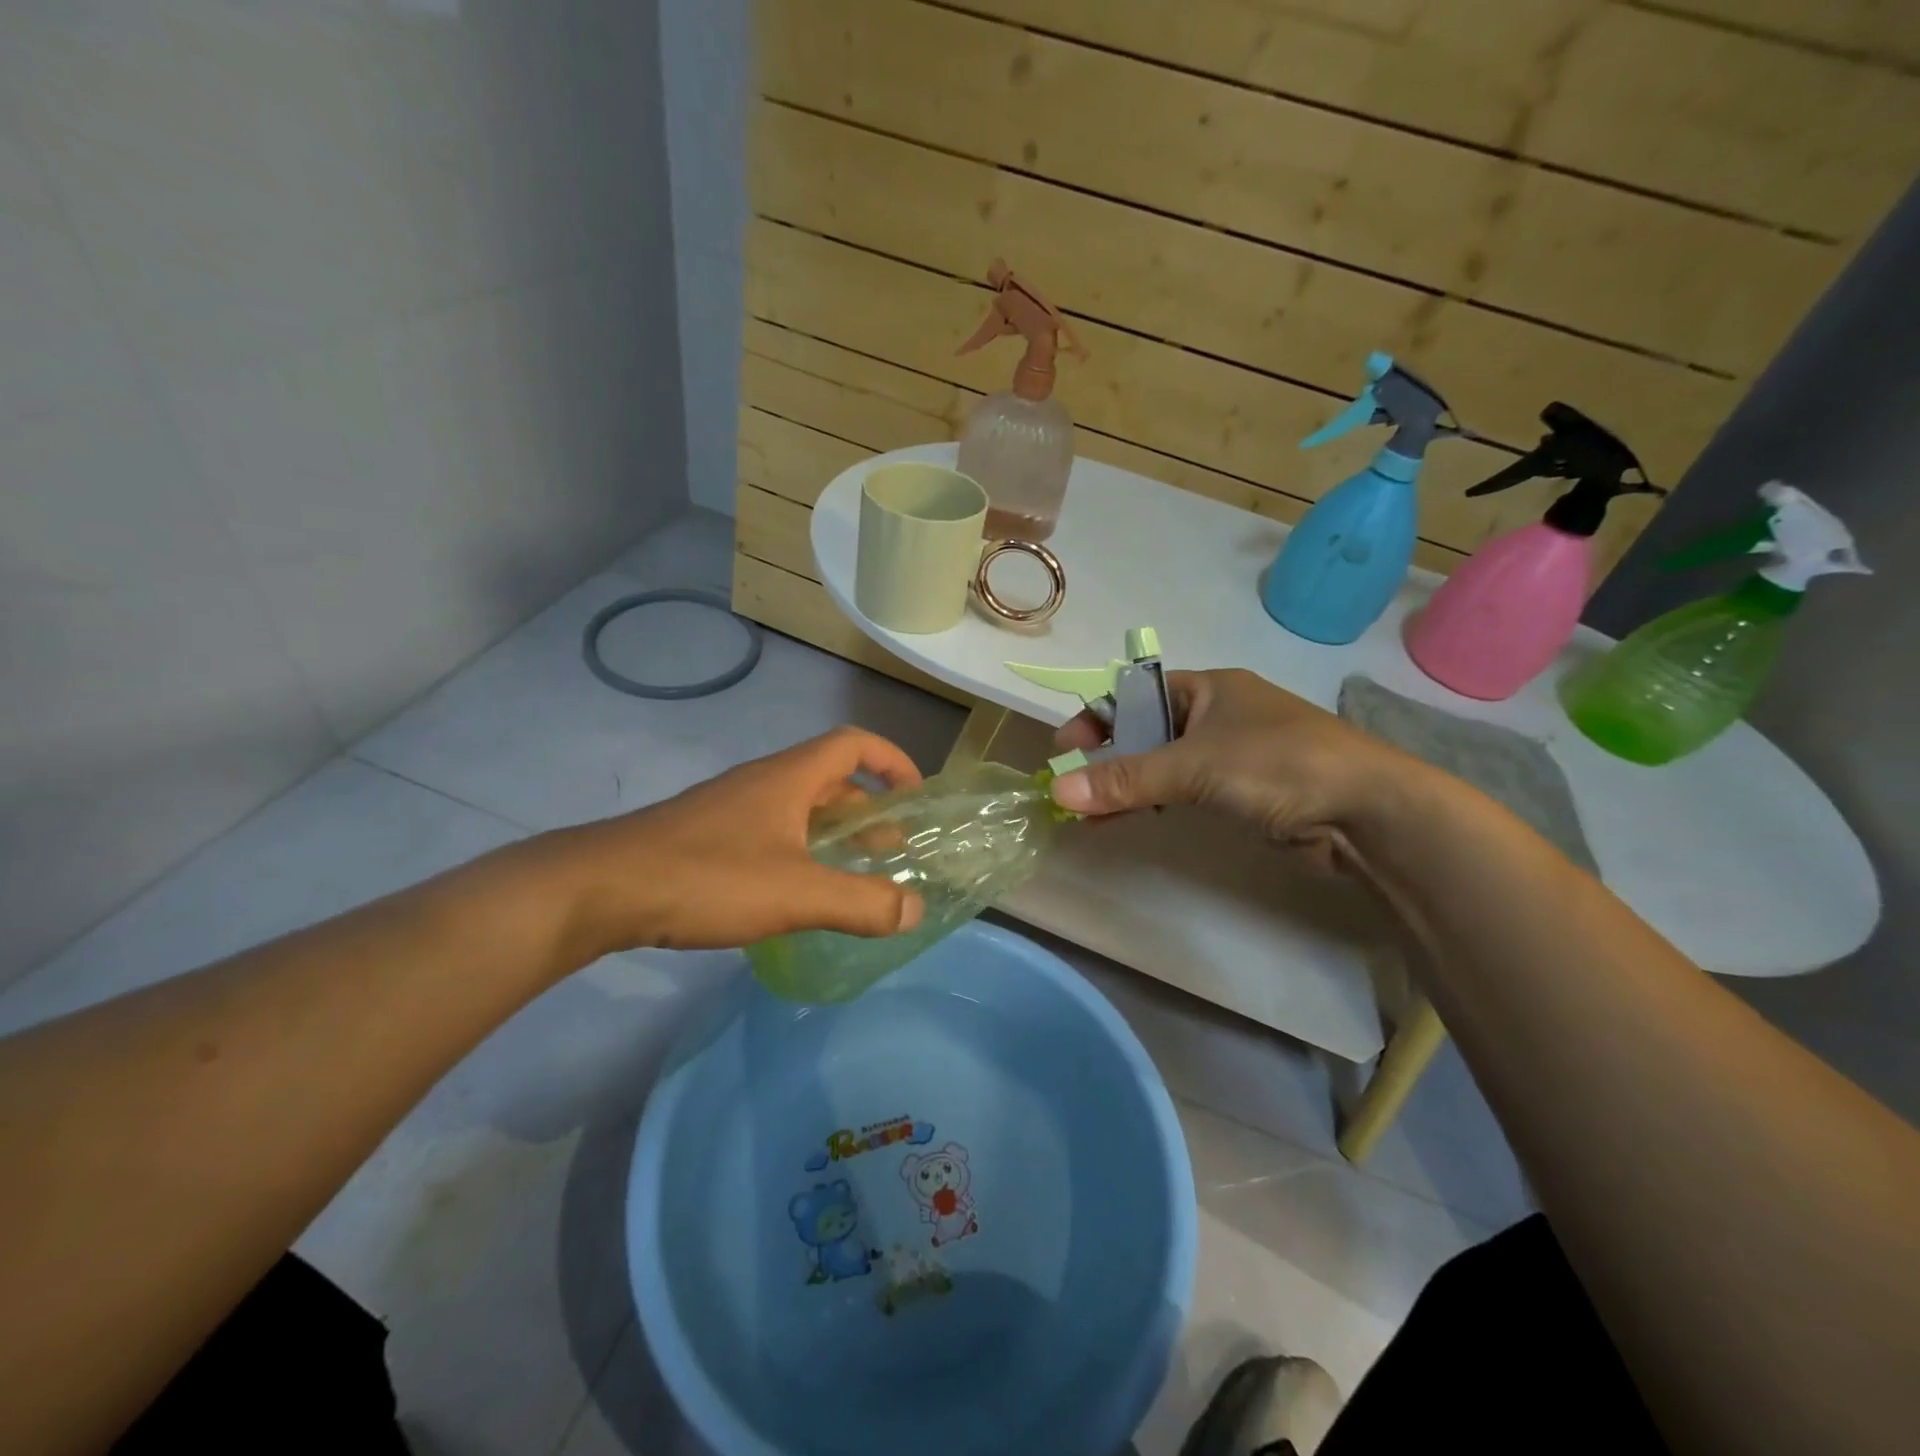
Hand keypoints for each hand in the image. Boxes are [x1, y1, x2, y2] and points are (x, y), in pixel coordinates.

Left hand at [539, 727, 927, 957]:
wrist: (600, 889)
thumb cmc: (708, 877)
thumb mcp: (797, 893)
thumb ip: (862, 902)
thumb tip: (915, 909)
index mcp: (789, 778)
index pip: (854, 744)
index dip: (892, 762)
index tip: (917, 796)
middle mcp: (762, 783)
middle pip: (829, 779)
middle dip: (868, 809)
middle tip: (892, 851)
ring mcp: (730, 809)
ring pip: (798, 809)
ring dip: (833, 833)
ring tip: (853, 875)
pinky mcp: (706, 837)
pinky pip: (770, 833)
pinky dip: (799, 852)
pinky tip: (796, 893)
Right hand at [1050, 668, 1422, 849]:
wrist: (1368, 811)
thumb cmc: (1279, 764)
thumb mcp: (1195, 766)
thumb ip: (1126, 779)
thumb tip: (1058, 791)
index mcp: (1208, 687)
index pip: (1135, 694)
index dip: (1097, 717)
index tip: (1065, 749)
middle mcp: (1217, 714)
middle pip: (1146, 731)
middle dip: (1107, 758)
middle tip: (1070, 788)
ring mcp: (1232, 754)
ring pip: (1163, 765)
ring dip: (1126, 786)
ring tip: (1088, 814)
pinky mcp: (1243, 791)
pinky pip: (1184, 791)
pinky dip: (1154, 803)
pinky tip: (1128, 821)